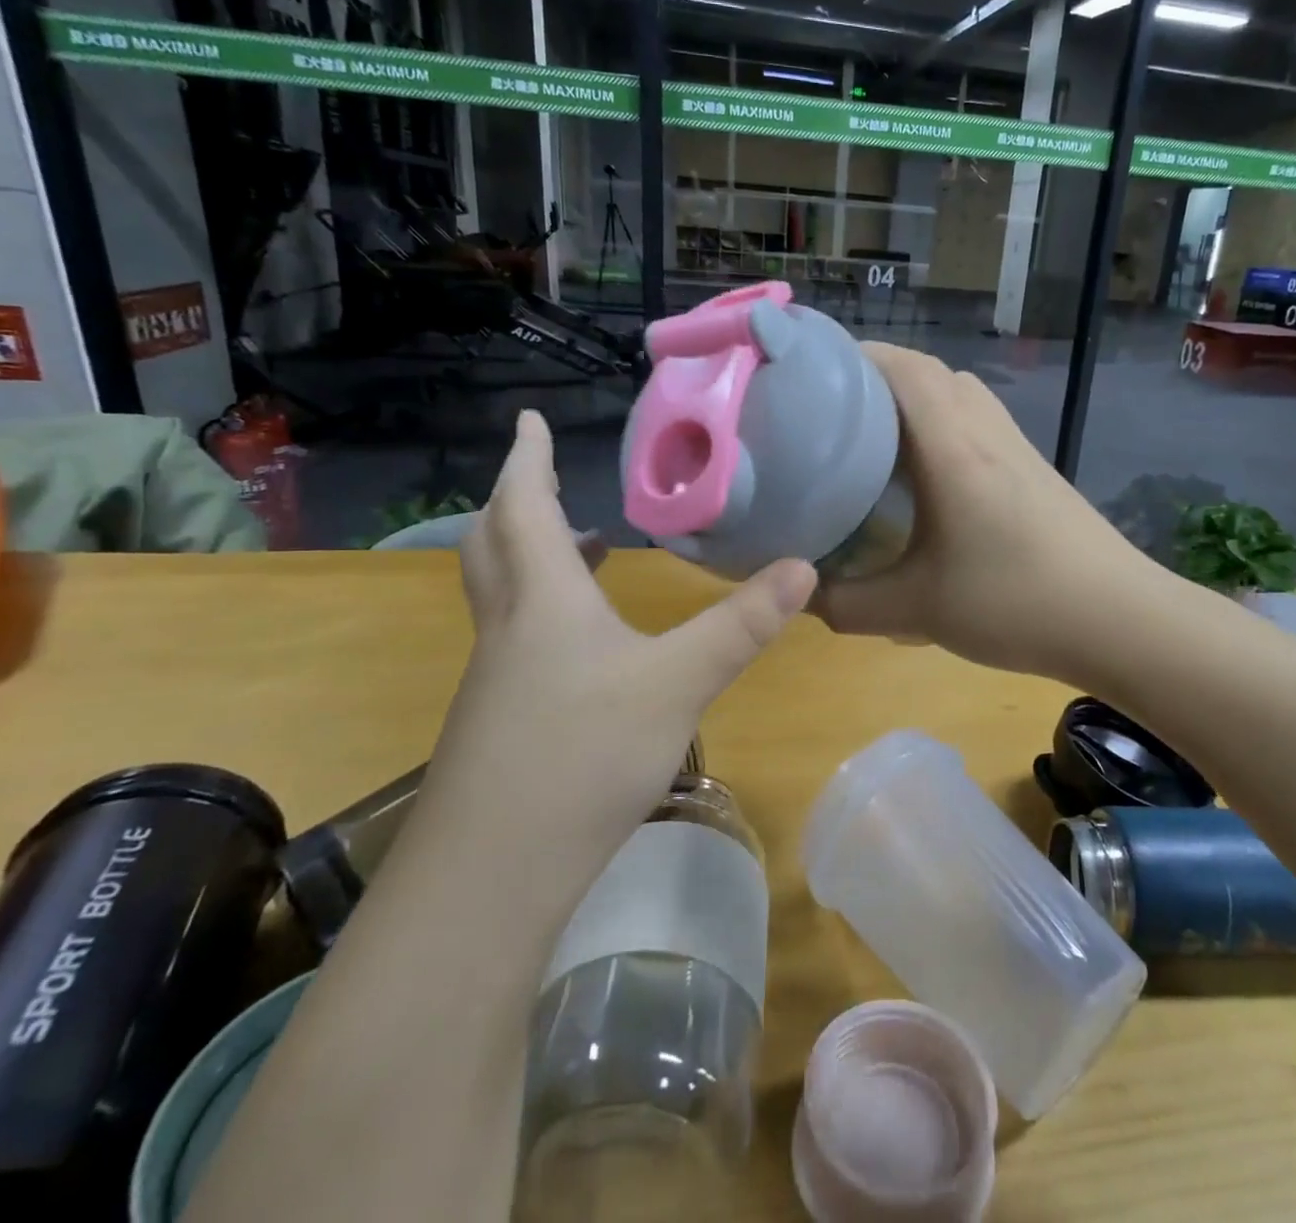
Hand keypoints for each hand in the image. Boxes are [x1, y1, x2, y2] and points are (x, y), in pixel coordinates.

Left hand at [436, 410, 816, 823]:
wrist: (491, 874)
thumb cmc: (582, 756)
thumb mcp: (677, 684)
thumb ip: (740, 625)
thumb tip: (804, 566)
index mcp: (543, 599)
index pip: (524, 505)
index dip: (526, 458)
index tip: (528, 420)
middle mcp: (510, 626)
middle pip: (495, 543)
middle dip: (517, 499)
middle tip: (546, 475)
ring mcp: (498, 676)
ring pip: (505, 592)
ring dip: (532, 554)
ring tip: (582, 545)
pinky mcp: (501, 719)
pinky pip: (519, 635)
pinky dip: (546, 608)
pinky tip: (588, 642)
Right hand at [814, 345, 1149, 684]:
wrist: (1120, 619)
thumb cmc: (1015, 603)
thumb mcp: (916, 610)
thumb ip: (847, 604)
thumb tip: (802, 595)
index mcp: (952, 447)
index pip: (903, 368)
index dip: (855, 357)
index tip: (812, 376)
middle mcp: (985, 431)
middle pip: (928, 373)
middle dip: (875, 378)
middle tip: (831, 413)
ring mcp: (1016, 447)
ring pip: (958, 395)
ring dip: (913, 400)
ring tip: (873, 438)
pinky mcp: (1034, 469)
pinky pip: (978, 422)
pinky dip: (943, 425)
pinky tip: (928, 475)